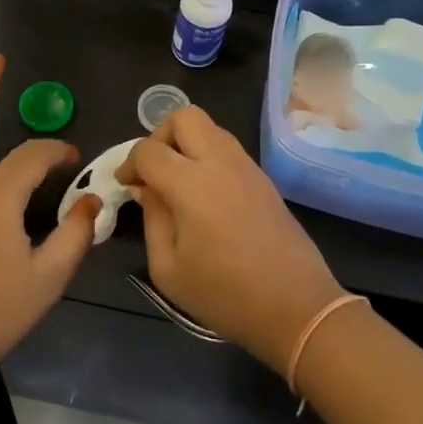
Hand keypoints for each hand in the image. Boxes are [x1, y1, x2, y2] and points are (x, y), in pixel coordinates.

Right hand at [117, 107, 346, 375]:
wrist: (296, 307)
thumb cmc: (225, 295)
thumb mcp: (168, 269)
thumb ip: (152, 219)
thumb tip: (146, 189)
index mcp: (191, 183)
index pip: (148, 150)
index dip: (129, 163)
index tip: (125, 185)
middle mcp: (219, 162)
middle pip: (184, 117)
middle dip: (160, 136)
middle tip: (153, 170)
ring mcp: (246, 166)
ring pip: (210, 127)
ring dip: (187, 143)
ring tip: (177, 181)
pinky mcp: (263, 178)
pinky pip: (228, 148)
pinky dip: (208, 156)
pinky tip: (203, 193)